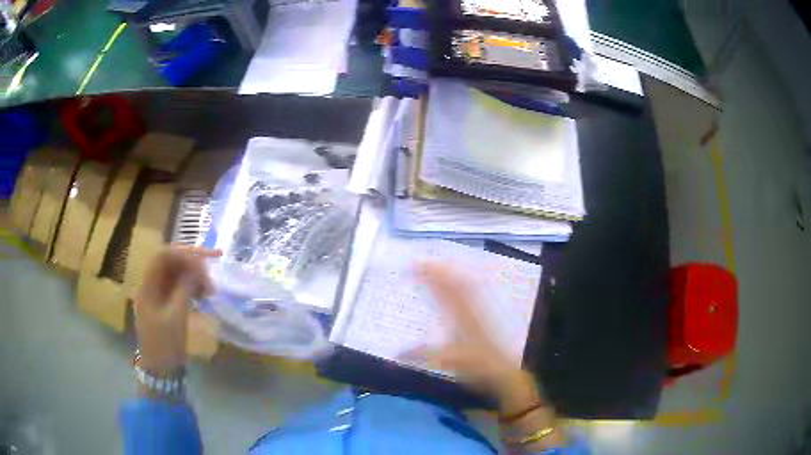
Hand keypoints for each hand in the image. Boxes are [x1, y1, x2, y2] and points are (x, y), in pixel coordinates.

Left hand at [134, 246, 221, 376]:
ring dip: (193, 275)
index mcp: (147, 286)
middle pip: (170, 262)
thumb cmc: (165, 346)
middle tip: (214, 268)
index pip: (163, 255)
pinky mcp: (165, 305)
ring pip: (176, 274)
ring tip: (210, 288)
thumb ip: (185, 289)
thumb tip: (197, 269)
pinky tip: (203, 295)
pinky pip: (178, 287)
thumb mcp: (176, 317)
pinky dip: (191, 287)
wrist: (160, 372)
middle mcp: (150, 285)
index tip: (207, 261)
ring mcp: (157, 295)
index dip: (184, 253)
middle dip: (192, 262)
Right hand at [417, 263, 542, 413]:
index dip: (428, 275)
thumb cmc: (475, 366)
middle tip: (423, 263)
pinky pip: (476, 292)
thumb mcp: (447, 361)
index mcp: (460, 316)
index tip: (412, 267)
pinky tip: (463, 282)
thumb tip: (396, 352)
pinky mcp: (487, 316)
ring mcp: (481, 311)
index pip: (443, 289)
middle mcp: (471, 308)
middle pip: (456, 280)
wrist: (503, 373)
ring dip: (453, 272)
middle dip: (439, 269)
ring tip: (439, 266)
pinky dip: (465, 282)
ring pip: (468, 284)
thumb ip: (421, 354)